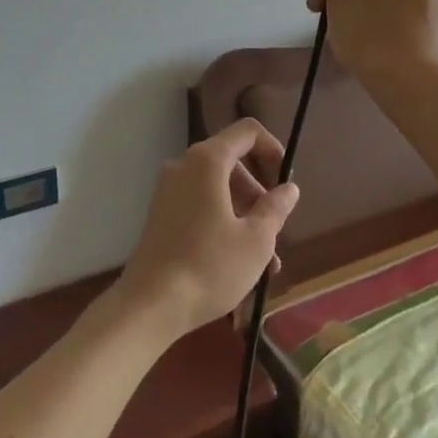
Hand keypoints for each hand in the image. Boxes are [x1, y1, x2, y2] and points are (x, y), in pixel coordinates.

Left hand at [113, 120, 300, 339]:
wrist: (149, 306)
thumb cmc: (209, 266)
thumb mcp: (256, 240)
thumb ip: (276, 207)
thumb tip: (288, 188)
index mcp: (207, 161)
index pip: (247, 131)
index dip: (273, 149)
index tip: (285, 182)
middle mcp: (184, 166)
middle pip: (233, 161)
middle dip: (259, 192)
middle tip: (276, 228)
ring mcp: (169, 190)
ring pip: (218, 188)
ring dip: (245, 215)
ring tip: (266, 261)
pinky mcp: (161, 214)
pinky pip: (201, 204)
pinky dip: (223, 222)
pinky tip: (239, 263)